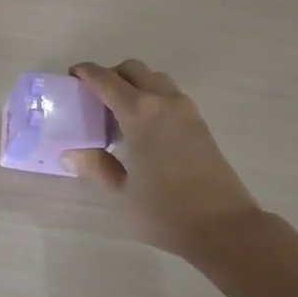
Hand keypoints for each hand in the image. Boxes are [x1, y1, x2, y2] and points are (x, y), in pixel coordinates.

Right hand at [62, 60, 259, 260]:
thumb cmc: (167, 211)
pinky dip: (152, 95)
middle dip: (110, 74)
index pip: (105, 79)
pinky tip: (145, 127)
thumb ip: (96, 167)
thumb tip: (71, 152)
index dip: (85, 72)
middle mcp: (162, 100)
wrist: (226, 228)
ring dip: (134, 83)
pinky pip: (169, 93)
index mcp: (138, 112)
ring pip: (154, 77)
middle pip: (132, 68)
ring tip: (121, 112)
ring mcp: (185, 109)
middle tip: (94, 97)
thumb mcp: (121, 194)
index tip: (71, 76)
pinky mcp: (199, 122)